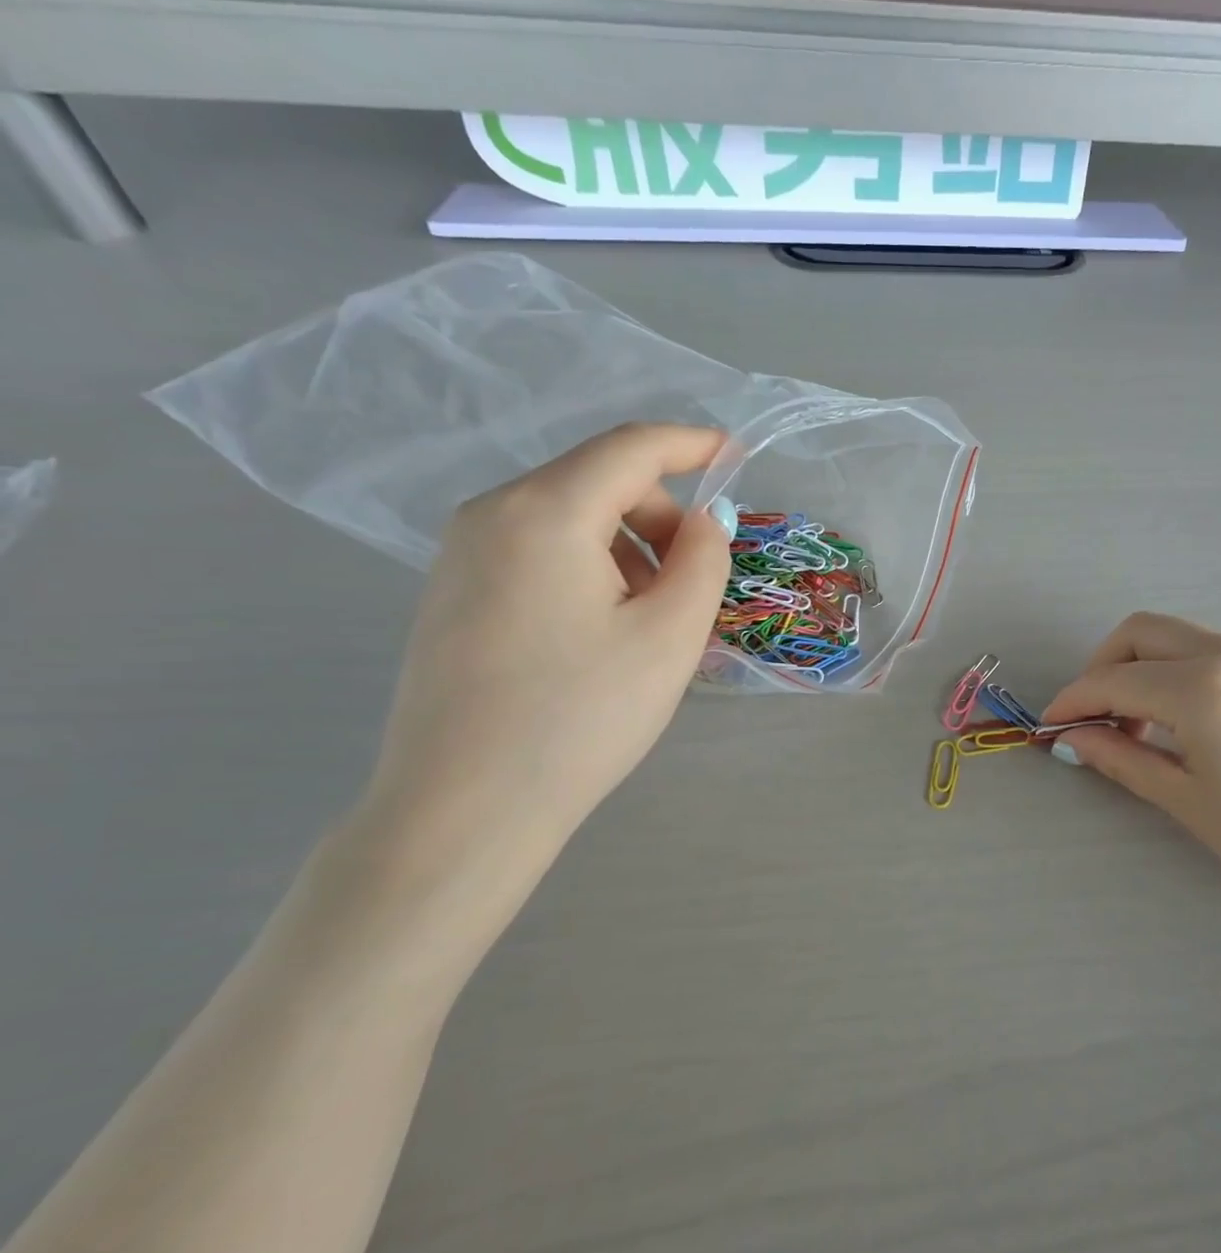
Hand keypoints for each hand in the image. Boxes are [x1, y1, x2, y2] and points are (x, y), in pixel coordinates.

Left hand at [362, 423, 734, 859]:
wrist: (465, 808)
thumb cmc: (580, 717)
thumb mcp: (669, 637)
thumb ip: (703, 562)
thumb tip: (703, 522)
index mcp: (544, 512)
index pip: (630, 448)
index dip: (690, 444)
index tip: (735, 454)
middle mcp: (491, 514)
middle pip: (596, 481)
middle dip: (660, 516)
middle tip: (695, 584)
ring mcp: (461, 554)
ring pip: (568, 519)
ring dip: (628, 548)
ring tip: (651, 622)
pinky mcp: (453, 594)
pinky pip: (538, 552)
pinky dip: (590, 569)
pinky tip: (603, 633)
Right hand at [1043, 612, 1220, 928]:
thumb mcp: (1188, 802)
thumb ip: (1122, 758)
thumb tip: (1073, 738)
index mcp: (1202, 689)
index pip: (1113, 679)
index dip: (1073, 700)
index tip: (1052, 726)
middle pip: (1142, 633)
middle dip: (1103, 667)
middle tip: (1094, 719)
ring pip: (1180, 638)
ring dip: (1143, 668)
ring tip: (1139, 727)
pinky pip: (1215, 653)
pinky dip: (1181, 673)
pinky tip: (1187, 723)